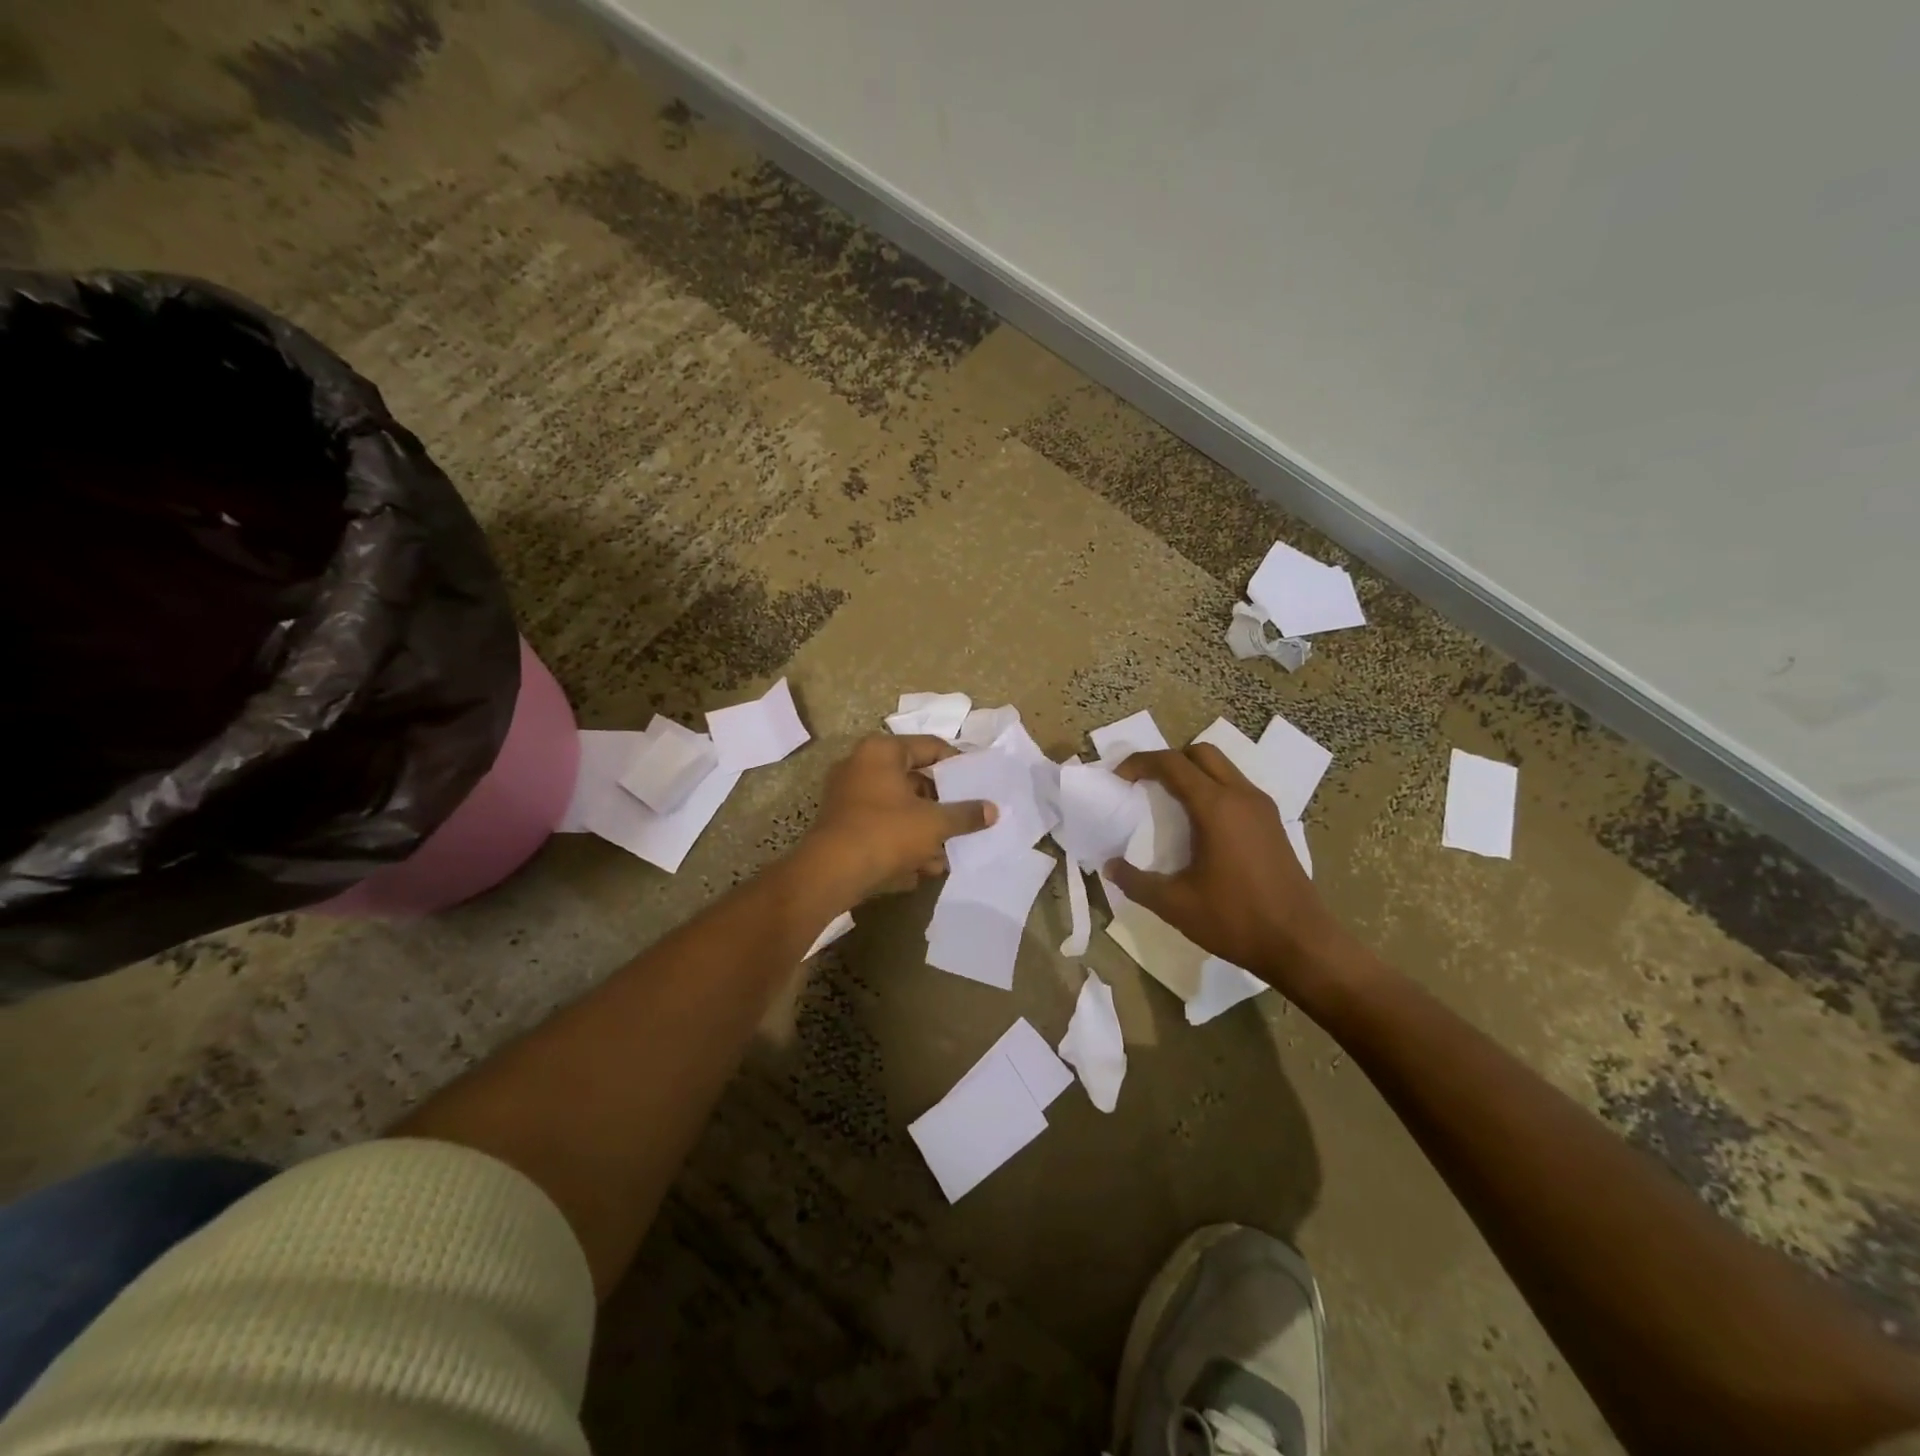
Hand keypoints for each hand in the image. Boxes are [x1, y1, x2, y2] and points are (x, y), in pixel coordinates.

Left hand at [794, 734, 996, 902]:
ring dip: (924, 831)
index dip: (958, 765)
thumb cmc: (886, 833)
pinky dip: (901, 842)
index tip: (978, 784)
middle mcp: (860, 765)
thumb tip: (993, 810)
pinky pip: (881, 826)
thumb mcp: (934, 823)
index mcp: (882, 751)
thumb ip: (966, 814)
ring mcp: (847, 796)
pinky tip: (921, 868)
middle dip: (941, 807)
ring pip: (898, 808)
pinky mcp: (842, 824)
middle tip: (965, 821)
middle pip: (914, 780)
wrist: (831, 873)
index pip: (930, 747)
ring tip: (946, 854)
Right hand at [1106, 744, 1346, 995]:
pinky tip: (1199, 822)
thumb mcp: (1175, 905)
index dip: (1140, 762)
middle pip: (1201, 753)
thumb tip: (1110, 867)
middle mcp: (1241, 796)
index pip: (1172, 764)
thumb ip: (1136, 882)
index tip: (1119, 778)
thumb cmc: (1235, 920)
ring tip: (1168, 800)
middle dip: (1168, 760)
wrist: (1301, 944)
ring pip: (1222, 767)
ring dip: (1192, 772)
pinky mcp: (1273, 823)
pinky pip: (1236, 787)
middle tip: (1145, 783)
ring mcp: (1262, 808)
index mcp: (1216, 807)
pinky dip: (1212, 788)